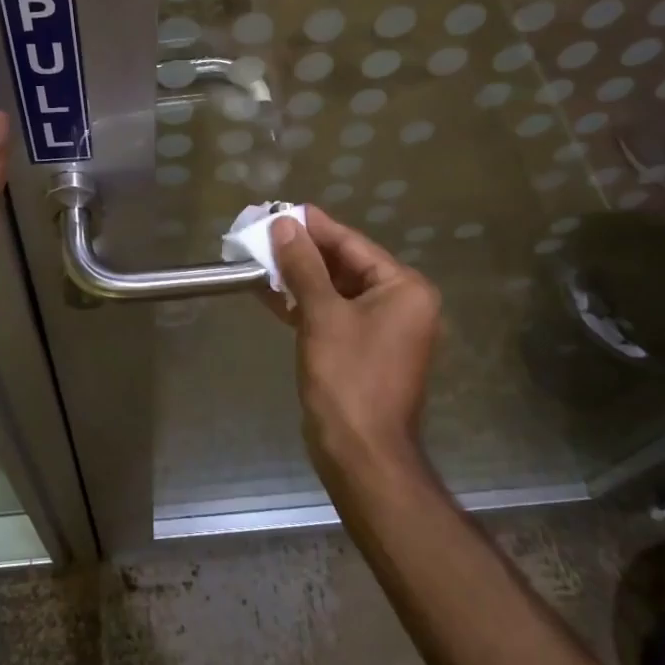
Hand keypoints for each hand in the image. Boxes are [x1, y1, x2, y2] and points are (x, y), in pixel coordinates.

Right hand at [266, 207, 442, 480]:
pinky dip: (304, 305)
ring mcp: (382, 330)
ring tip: (260, 258)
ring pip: (335, 292)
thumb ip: (303, 266)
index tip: (283, 209)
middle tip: (265, 232)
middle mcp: (400, 304)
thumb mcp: (322, 315)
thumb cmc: (348, 378)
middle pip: (345, 266)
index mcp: (404, 289)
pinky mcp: (362, 351)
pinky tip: (270, 293)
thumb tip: (285, 224)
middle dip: (303, 253)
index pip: (353, 245)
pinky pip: (332, 316)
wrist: (361, 454)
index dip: (315, 227)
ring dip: (299, 278)